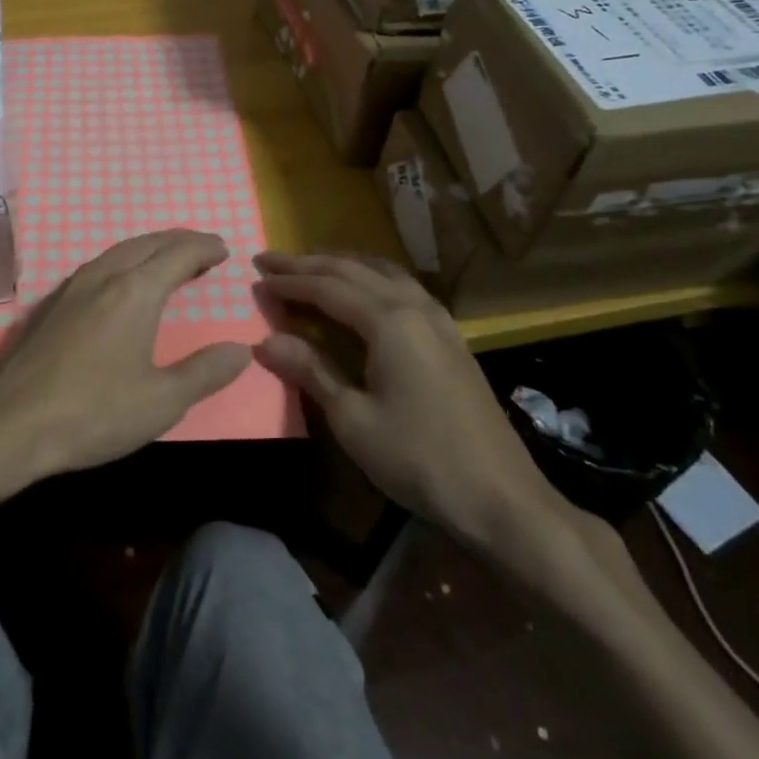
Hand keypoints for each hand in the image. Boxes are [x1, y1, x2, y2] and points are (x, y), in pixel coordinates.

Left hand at [0, 230, 251, 486]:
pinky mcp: (53, 303)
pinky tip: (123, 280)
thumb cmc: (94, 413)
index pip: (179, 254)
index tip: (223, 249)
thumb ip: (205, 372)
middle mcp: (105, 276)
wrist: (12, 425)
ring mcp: (73, 286)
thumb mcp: (162, 401)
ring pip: (120, 250)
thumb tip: (240, 350)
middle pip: (149, 243)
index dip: (204, 248)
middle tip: (203, 248)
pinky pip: (100, 263)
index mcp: (135, 291)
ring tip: (169, 258)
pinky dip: (125, 259)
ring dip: (151, 247)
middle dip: (180, 241)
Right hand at [251, 252, 574, 564]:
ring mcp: (439, 319)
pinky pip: (403, 287)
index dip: (289, 281)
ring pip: (382, 272)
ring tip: (311, 263)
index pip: (327, 287)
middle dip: (308, 263)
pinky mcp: (451, 336)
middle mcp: (414, 306)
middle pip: (353, 270)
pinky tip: (364, 289)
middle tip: (270, 259)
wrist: (502, 498)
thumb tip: (265, 340)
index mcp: (389, 321)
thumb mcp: (353, 419)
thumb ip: (311, 371)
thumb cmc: (419, 459)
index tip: (256, 276)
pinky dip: (371, 277)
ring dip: (342, 264)